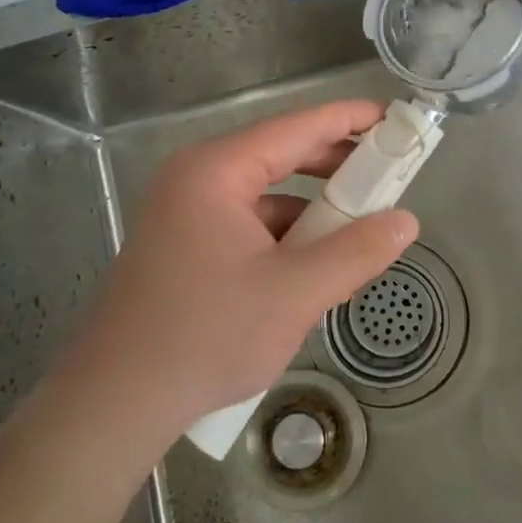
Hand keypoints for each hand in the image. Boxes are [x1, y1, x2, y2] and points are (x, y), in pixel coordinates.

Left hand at [71, 100, 417, 438]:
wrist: (114, 404)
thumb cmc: (206, 336)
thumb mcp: (295, 293)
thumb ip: (356, 252)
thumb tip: (406, 222)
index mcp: (216, 172)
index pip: (296, 127)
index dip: (348, 119)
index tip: (393, 118)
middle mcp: (196, 179)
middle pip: (279, 155)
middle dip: (335, 167)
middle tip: (388, 175)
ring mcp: (184, 213)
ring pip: (265, 196)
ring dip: (312, 210)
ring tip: (358, 230)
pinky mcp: (183, 246)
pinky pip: (247, 225)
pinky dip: (285, 237)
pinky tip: (313, 267)